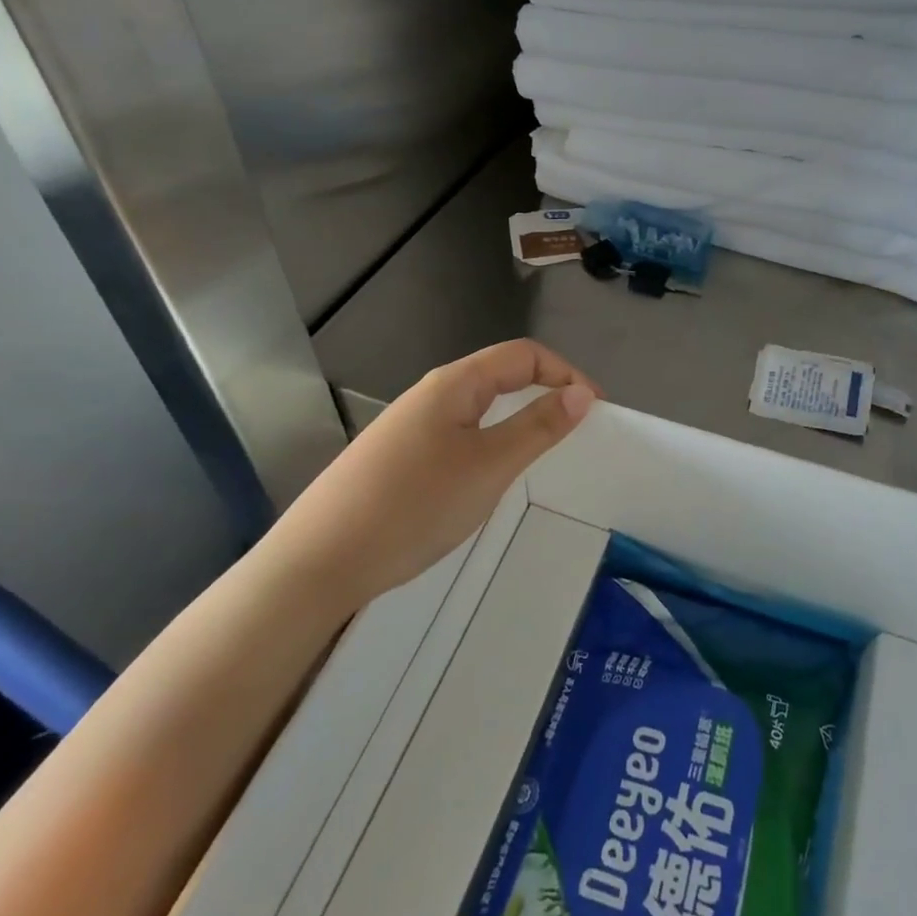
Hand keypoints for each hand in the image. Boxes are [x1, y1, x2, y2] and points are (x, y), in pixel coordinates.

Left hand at [281, 340, 598, 602]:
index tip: (597, 409)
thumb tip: (581, 394)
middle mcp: (430, 394)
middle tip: (574, 430)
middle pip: (499, 374)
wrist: (319, 561)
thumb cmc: (414, 505)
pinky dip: (487, 442)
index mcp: (455, 383)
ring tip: (537, 454)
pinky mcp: (395, 457)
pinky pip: (456, 434)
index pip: (524, 355)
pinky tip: (483, 478)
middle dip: (543, 391)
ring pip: (476, 407)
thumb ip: (538, 427)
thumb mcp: (489, 466)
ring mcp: (408, 426)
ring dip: (515, 418)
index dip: (566, 373)